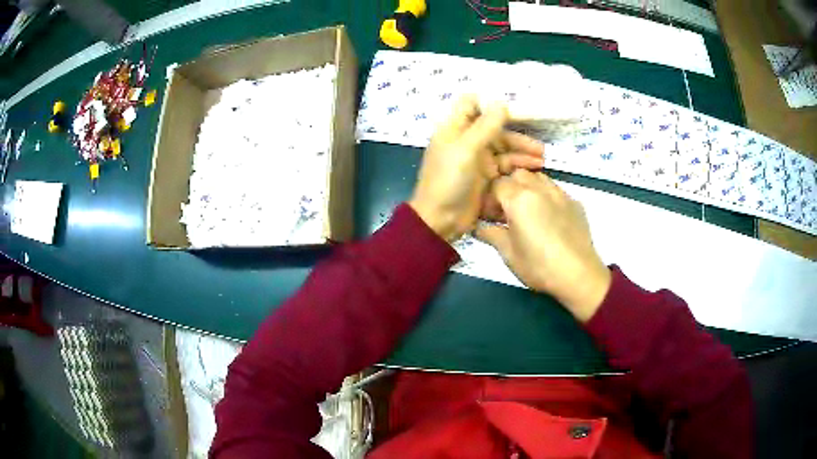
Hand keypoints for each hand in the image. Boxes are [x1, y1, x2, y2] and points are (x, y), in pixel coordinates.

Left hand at [409, 96, 544, 241]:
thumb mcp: (466, 149)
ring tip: (542, 159)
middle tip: (539, 144)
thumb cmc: (448, 181)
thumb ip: (485, 126)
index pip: (472, 105)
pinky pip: (506, 165)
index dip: (491, 104)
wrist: (440, 221)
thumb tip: (501, 102)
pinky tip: (535, 169)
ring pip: (504, 148)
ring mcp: (477, 159)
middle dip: (517, 134)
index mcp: (455, 128)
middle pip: (496, 128)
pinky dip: (519, 165)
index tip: (515, 108)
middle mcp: (467, 140)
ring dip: (522, 151)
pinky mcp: (486, 176)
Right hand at [475, 170, 610, 321]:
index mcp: (519, 199)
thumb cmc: (539, 266)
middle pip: (517, 175)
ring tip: (526, 211)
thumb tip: (478, 227)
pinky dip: (545, 196)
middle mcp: (539, 188)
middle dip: (508, 188)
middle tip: (506, 212)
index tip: (489, 217)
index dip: (489, 200)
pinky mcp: (574, 202)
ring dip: (527, 188)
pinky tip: (547, 218)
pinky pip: (555, 190)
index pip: (496, 185)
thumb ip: (491, 234)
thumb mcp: (508, 254)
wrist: (579, 275)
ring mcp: (560, 193)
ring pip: (538, 177)